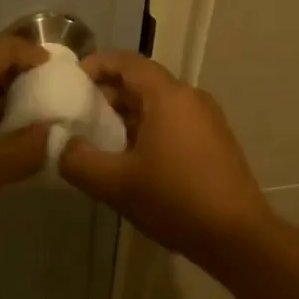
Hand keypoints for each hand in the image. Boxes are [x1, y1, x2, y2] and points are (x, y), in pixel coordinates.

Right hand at [58, 52, 273, 263]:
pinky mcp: (214, 143)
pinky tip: (130, 162)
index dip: (95, 65)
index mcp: (167, 96)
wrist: (235, 236)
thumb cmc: (173, 200)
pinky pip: (173, 124)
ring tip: (98, 142)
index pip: (126, 62)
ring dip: (125, 117)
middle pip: (141, 83)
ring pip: (157, 106)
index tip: (69, 83)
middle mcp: (190, 98)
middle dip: (107, 96)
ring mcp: (207, 121)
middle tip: (77, 117)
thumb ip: (77, 161)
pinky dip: (146, 132)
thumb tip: (63, 145)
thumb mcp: (114, 184)